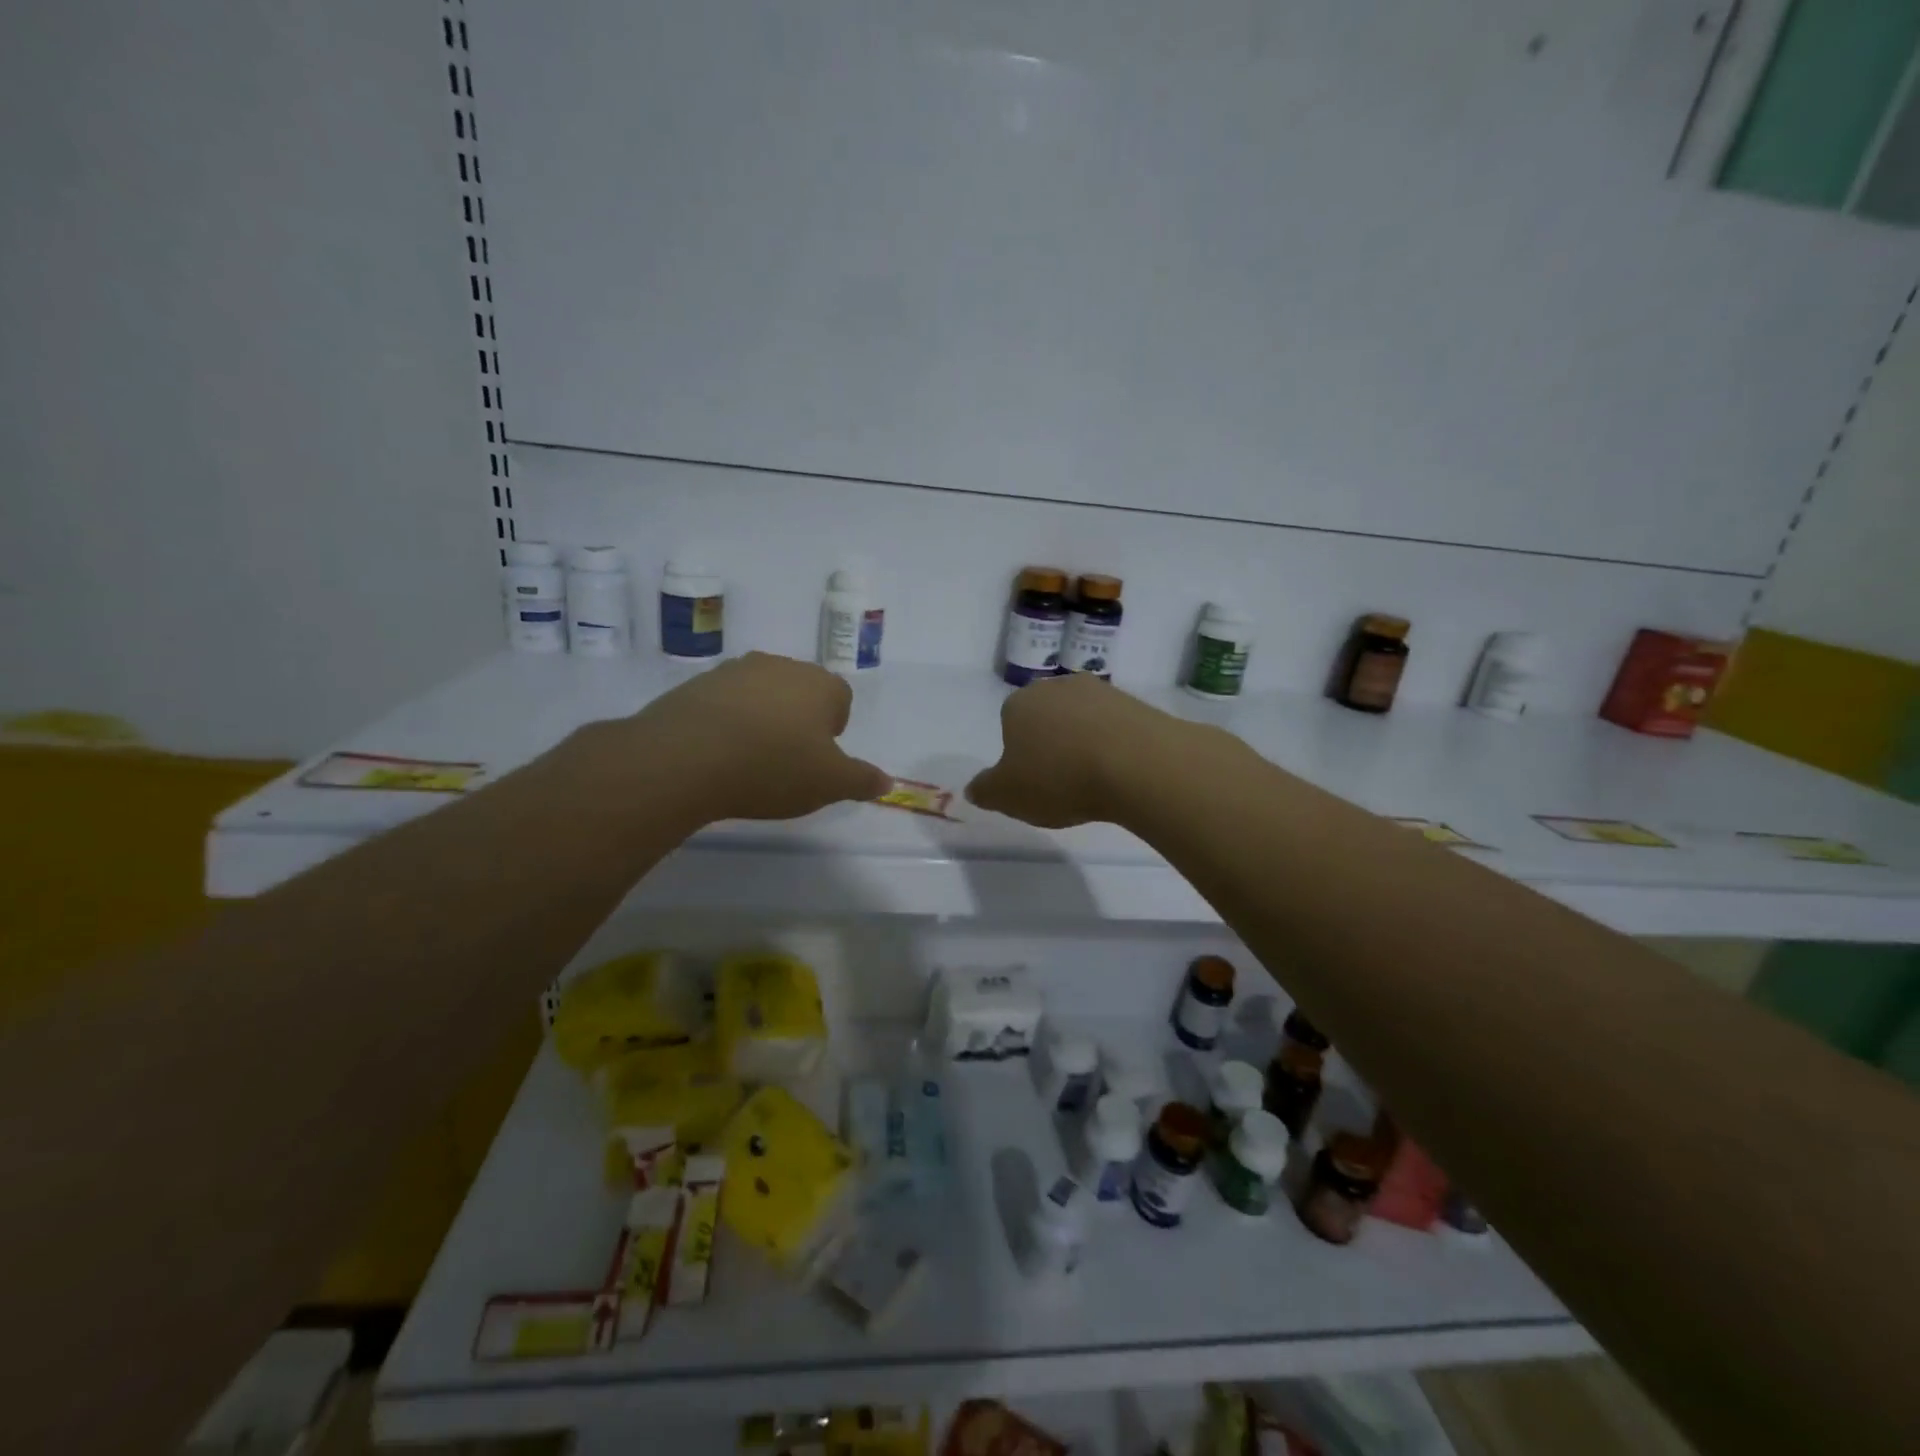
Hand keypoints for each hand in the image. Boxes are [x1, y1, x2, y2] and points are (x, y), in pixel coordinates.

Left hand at [599, 653, 890, 824]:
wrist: (686, 757)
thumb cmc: (773, 767)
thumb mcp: (829, 784)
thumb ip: (862, 780)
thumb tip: (887, 781)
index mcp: (820, 684)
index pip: (841, 698)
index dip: (833, 729)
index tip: (818, 758)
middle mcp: (780, 666)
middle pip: (800, 692)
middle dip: (798, 721)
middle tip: (787, 761)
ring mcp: (735, 671)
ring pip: (761, 695)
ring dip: (761, 719)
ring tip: (749, 759)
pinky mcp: (696, 684)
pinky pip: (724, 703)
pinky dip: (727, 722)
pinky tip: (717, 754)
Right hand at [966, 674, 1187, 828]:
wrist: (1137, 764)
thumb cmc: (1059, 777)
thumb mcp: (1008, 796)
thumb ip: (985, 790)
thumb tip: (974, 788)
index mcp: (1019, 703)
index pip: (1009, 722)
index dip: (1018, 752)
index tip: (1030, 779)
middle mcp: (1057, 687)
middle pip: (1047, 717)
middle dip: (1051, 743)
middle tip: (1060, 782)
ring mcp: (1100, 691)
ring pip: (1082, 720)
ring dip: (1084, 744)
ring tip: (1094, 781)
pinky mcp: (1136, 704)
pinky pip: (1115, 728)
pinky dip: (1114, 747)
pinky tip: (1120, 773)